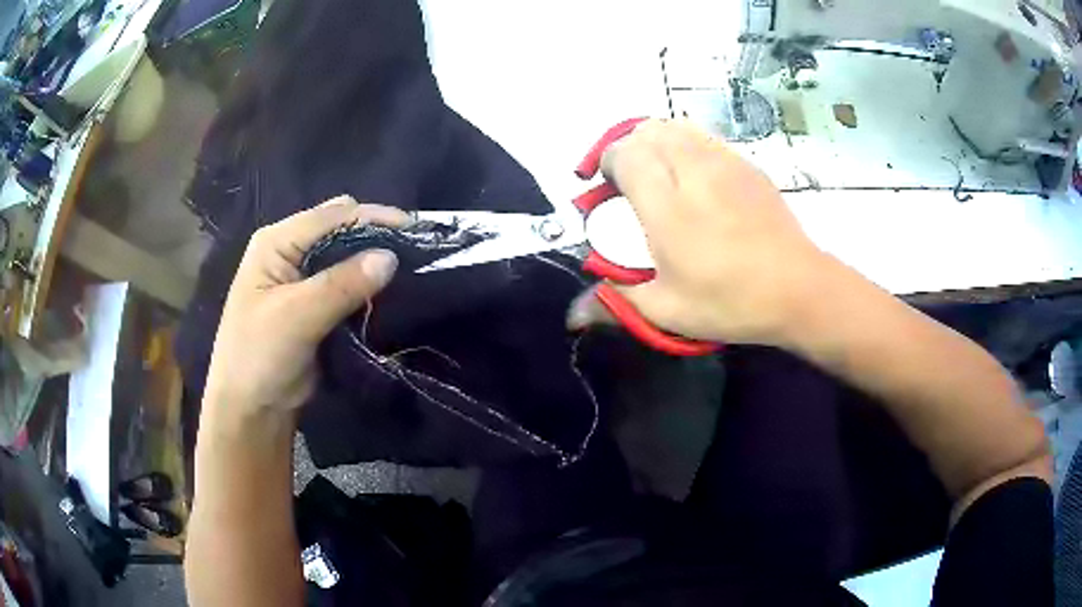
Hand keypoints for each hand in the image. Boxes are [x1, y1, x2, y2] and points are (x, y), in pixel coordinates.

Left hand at [203, 197, 408, 415]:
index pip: (332, 216)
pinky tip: (389, 289)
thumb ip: (341, 284)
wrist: (251, 408)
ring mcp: (301, 276)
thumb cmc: (259, 356)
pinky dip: (368, 284)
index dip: (373, 218)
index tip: (415, 231)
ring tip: (411, 268)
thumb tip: (390, 256)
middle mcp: (289, 250)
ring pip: (346, 255)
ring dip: (374, 260)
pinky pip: (347, 283)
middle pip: (341, 228)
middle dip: (376, 235)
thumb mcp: (296, 317)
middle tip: (414, 251)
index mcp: (277, 241)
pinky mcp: (314, 302)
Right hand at [568, 119, 830, 345]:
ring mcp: (723, 161)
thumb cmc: (729, 301)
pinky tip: (695, 180)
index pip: (623, 153)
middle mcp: (691, 169)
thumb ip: (616, 303)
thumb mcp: (667, 310)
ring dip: (656, 143)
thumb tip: (572, 316)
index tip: (605, 191)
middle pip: (646, 130)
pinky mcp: (746, 164)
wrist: (797, 289)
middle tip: (629, 185)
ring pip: (675, 126)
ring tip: (660, 177)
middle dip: (628, 150)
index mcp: (665, 203)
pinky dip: (686, 146)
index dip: (606, 163)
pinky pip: (704, 137)